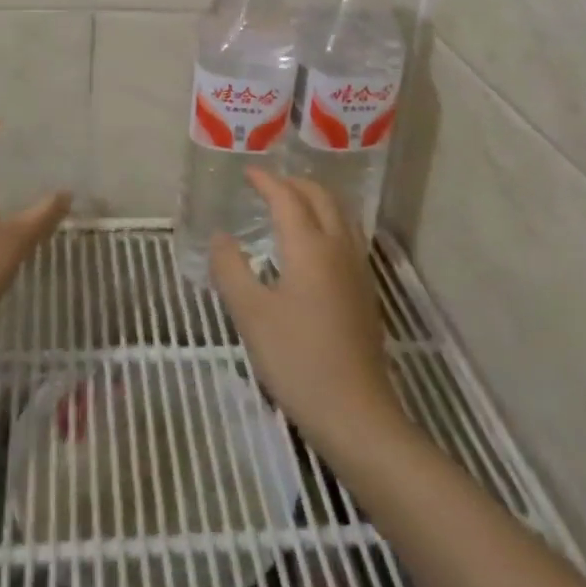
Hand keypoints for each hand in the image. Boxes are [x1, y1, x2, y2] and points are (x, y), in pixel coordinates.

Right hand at [211, 169, 406, 448]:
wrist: (356, 414)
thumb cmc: (297, 360)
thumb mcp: (251, 315)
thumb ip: (231, 269)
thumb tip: (220, 237)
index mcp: (309, 246)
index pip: (287, 198)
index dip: (266, 181)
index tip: (248, 173)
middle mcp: (337, 247)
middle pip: (321, 197)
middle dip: (294, 184)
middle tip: (268, 186)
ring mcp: (356, 269)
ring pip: (340, 214)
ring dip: (315, 200)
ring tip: (291, 206)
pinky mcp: (364, 291)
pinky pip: (347, 235)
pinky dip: (328, 221)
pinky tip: (314, 245)